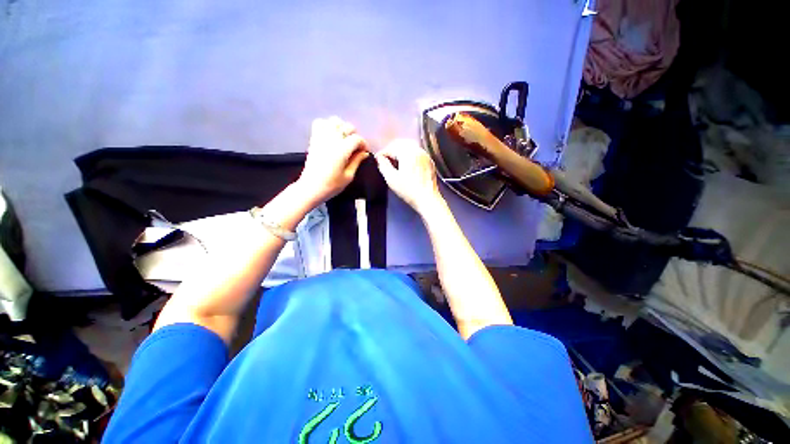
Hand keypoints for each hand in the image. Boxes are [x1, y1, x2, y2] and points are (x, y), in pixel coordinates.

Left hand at [298, 116, 368, 204]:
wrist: (311, 188)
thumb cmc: (332, 185)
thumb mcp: (349, 176)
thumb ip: (357, 161)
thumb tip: (365, 153)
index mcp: (342, 150)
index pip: (357, 139)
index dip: (364, 144)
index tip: (365, 152)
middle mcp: (332, 139)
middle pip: (347, 127)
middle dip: (354, 135)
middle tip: (355, 147)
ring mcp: (321, 137)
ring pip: (334, 121)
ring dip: (342, 128)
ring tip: (344, 139)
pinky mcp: (314, 139)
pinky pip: (320, 123)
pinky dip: (327, 125)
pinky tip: (331, 135)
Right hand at [375, 139, 443, 213]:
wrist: (428, 199)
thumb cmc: (409, 190)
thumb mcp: (392, 179)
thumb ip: (383, 166)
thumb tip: (379, 158)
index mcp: (408, 152)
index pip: (391, 148)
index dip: (382, 153)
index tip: (377, 160)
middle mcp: (418, 150)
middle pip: (401, 145)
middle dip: (391, 151)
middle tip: (385, 160)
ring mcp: (425, 156)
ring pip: (410, 148)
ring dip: (400, 153)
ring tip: (394, 163)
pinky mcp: (429, 162)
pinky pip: (417, 154)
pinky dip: (410, 156)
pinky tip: (406, 166)